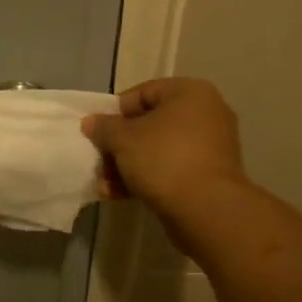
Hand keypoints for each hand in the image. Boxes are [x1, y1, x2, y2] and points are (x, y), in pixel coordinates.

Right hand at [82, 78, 248, 217]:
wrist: (206, 208)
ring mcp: (210, 146)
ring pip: (158, 150)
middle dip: (119, 146)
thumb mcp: (123, 139)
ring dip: (127, 166)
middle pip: (149, 124)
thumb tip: (91, 122)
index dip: (115, 112)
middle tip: (99, 162)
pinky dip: (147, 178)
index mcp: (190, 93)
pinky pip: (171, 169)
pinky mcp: (209, 175)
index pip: (143, 93)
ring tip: (104, 185)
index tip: (98, 132)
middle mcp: (205, 113)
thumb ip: (104, 127)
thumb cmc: (164, 159)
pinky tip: (119, 195)